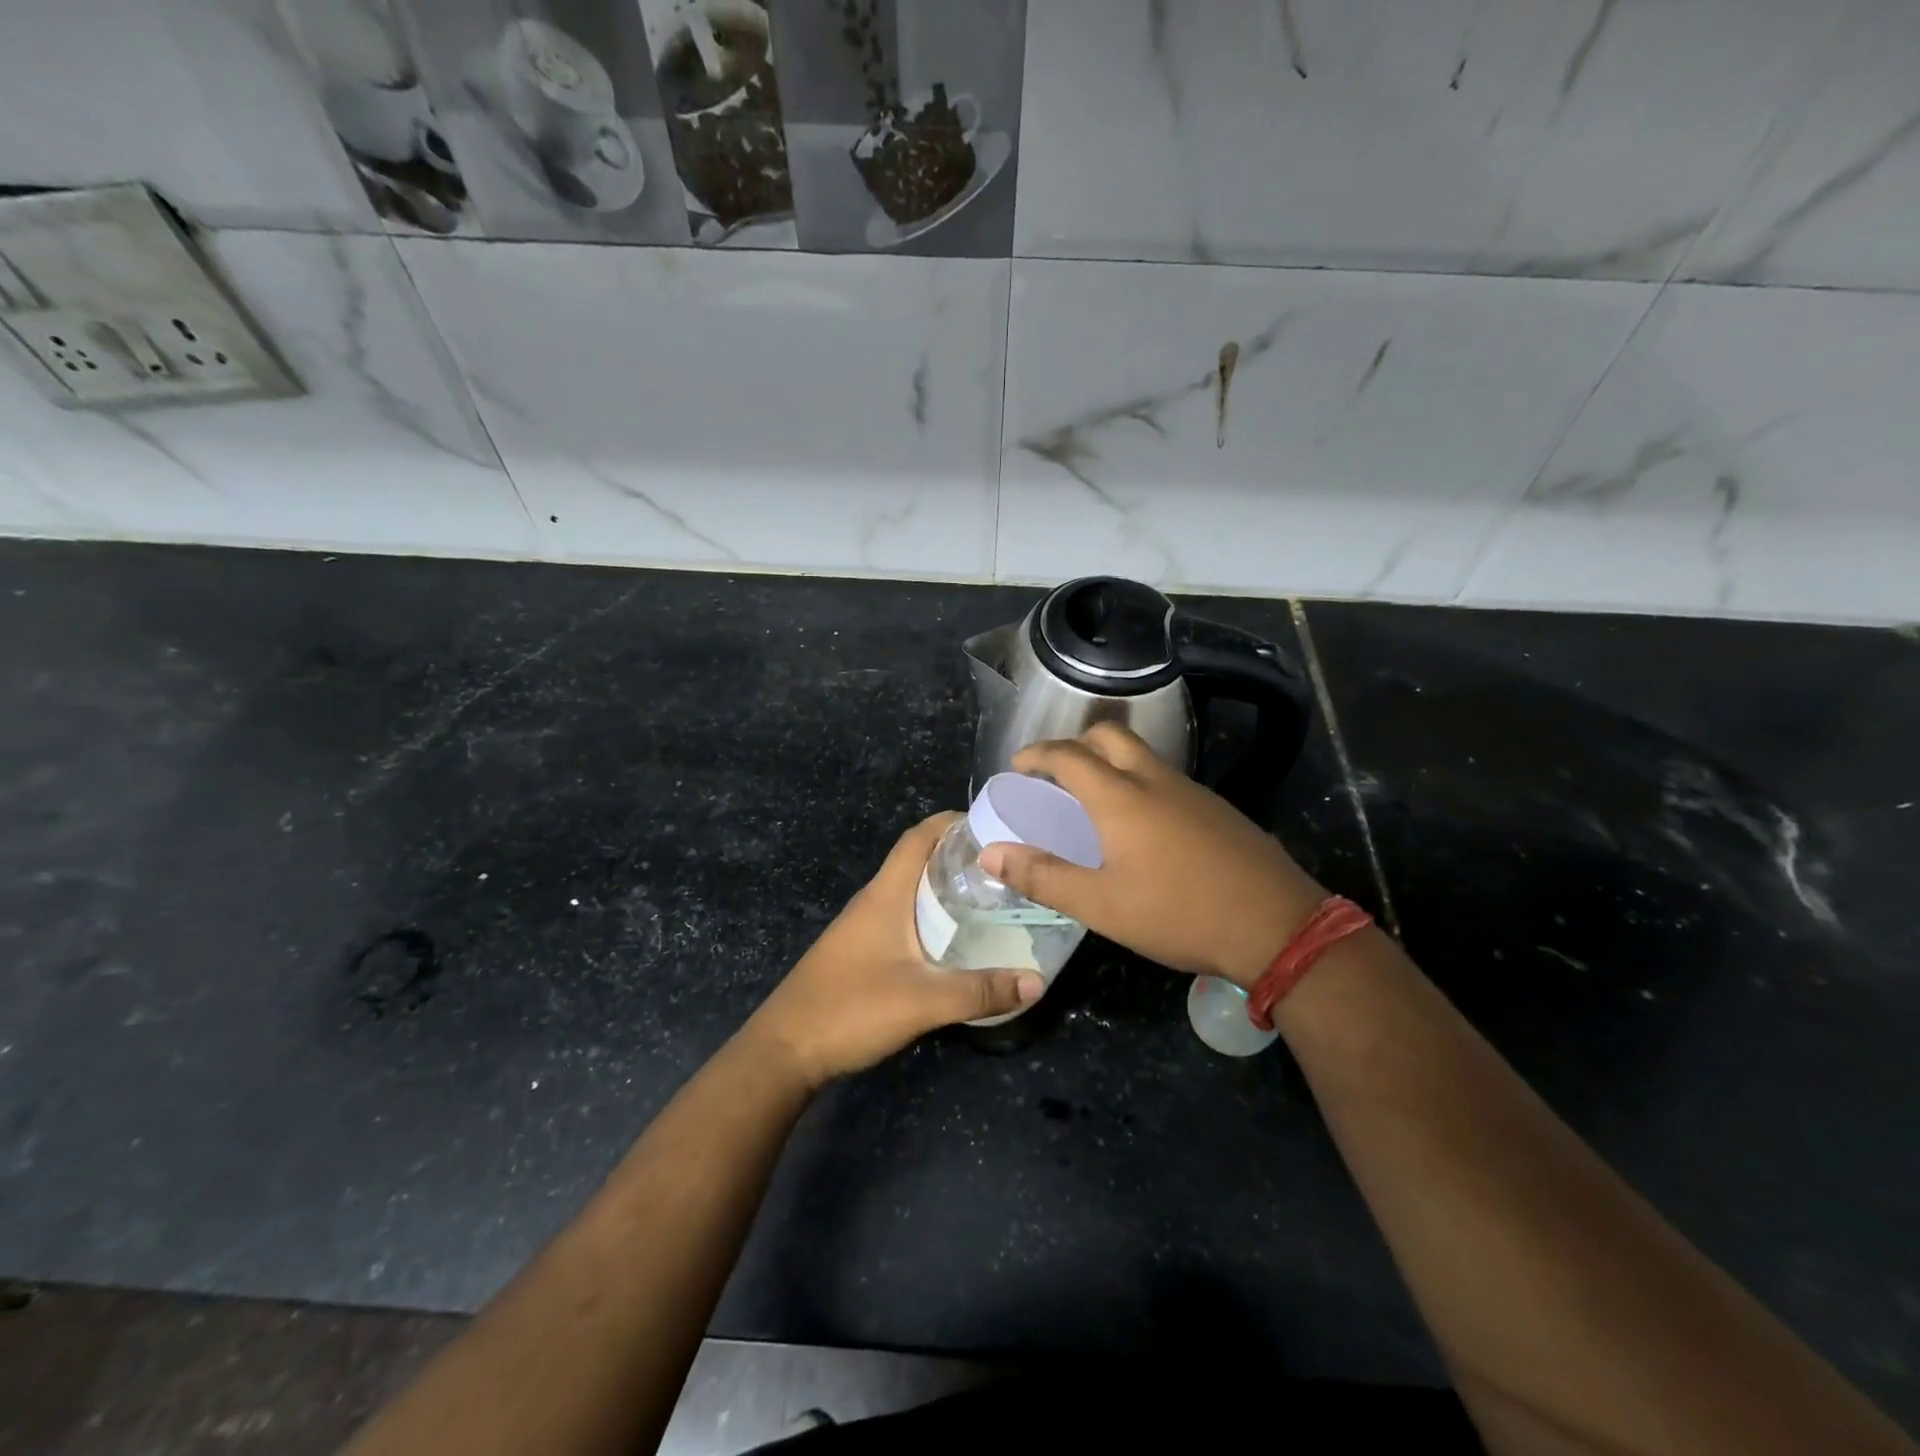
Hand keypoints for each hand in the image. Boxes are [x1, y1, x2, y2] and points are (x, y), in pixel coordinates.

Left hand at [745, 813, 1043, 1087]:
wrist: (785, 1050)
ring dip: (945, 888)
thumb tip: (1037, 981)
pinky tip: (955, 941)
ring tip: (991, 900)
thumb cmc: (850, 1009)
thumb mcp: (923, 1001)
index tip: (993, 824)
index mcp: (885, 894)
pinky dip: (932, 916)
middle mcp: (874, 900)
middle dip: (959, 856)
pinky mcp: (861, 951)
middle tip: (1005, 868)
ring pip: (911, 892)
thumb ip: (980, 991)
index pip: (918, 837)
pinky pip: (904, 918)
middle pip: (918, 860)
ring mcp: (864, 926)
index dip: (952, 822)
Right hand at [979, 723, 1325, 988]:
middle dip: (1076, 744)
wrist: (1277, 926)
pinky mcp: (1217, 808)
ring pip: (1142, 754)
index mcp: (1120, 797)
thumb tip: (990, 853)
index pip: (1068, 755)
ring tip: (1092, 801)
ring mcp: (1192, 791)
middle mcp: (1155, 780)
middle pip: (1110, 735)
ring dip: (1110, 762)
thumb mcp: (1100, 905)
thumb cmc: (1178, 913)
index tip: (1018, 766)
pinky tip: (1141, 827)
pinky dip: (1138, 782)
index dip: (1037, 754)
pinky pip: (1166, 778)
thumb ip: (1043, 876)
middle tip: (1056, 775)